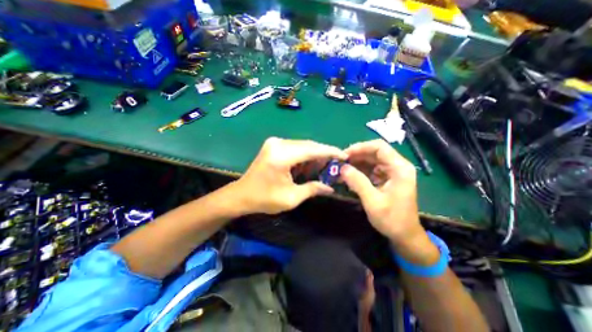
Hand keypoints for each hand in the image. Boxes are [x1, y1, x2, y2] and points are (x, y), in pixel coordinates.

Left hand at [234, 137, 347, 214]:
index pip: (312, 149)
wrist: (241, 195)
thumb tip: (330, 188)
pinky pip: (295, 148)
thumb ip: (312, 189)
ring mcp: (275, 142)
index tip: (344, 156)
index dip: (330, 152)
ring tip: (324, 167)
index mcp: (281, 156)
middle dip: (323, 154)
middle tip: (336, 165)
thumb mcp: (291, 198)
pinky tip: (309, 166)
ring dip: (314, 156)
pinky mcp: (273, 145)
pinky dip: (304, 156)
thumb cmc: (264, 199)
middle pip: (308, 145)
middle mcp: (278, 143)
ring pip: (302, 146)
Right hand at [340, 139, 422, 244]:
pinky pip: (370, 169)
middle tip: (340, 162)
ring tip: (341, 169)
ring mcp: (392, 172)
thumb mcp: (373, 201)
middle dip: (356, 155)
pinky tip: (349, 176)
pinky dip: (359, 171)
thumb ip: (358, 182)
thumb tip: (342, 168)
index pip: (379, 147)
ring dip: (356, 163)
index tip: (345, 154)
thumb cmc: (392, 219)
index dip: (360, 147)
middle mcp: (397, 166)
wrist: (405, 235)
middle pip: (374, 152)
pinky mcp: (386, 178)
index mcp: (399, 168)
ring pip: (371, 160)